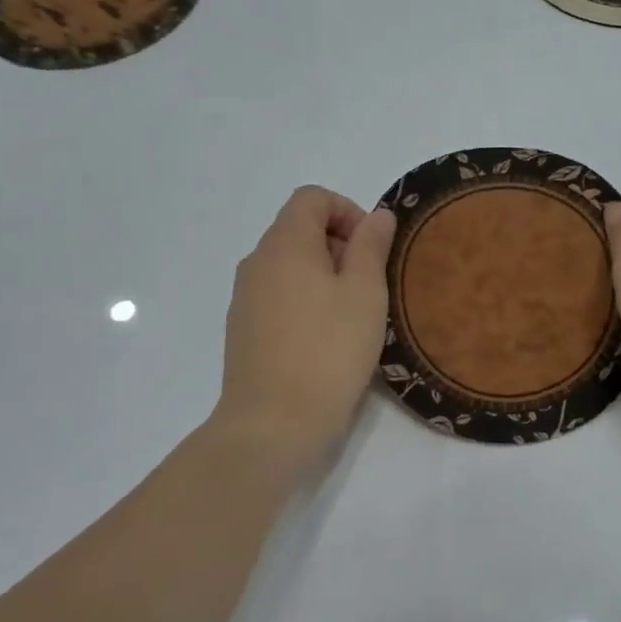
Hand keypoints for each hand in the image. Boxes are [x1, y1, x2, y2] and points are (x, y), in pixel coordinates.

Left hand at [214, 186, 396, 472]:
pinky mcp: (243, 330)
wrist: (274, 423)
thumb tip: (377, 215)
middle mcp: (257, 262)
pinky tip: (326, 340)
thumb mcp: (364, 292)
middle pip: (299, 229)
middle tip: (370, 285)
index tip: (372, 248)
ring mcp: (245, 298)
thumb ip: (371, 245)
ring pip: (289, 266)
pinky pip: (279, 296)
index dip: (348, 211)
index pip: (312, 198)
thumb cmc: (329, 350)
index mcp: (284, 244)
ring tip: (352, 315)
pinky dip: (305, 301)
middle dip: (340, 245)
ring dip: (325, 276)